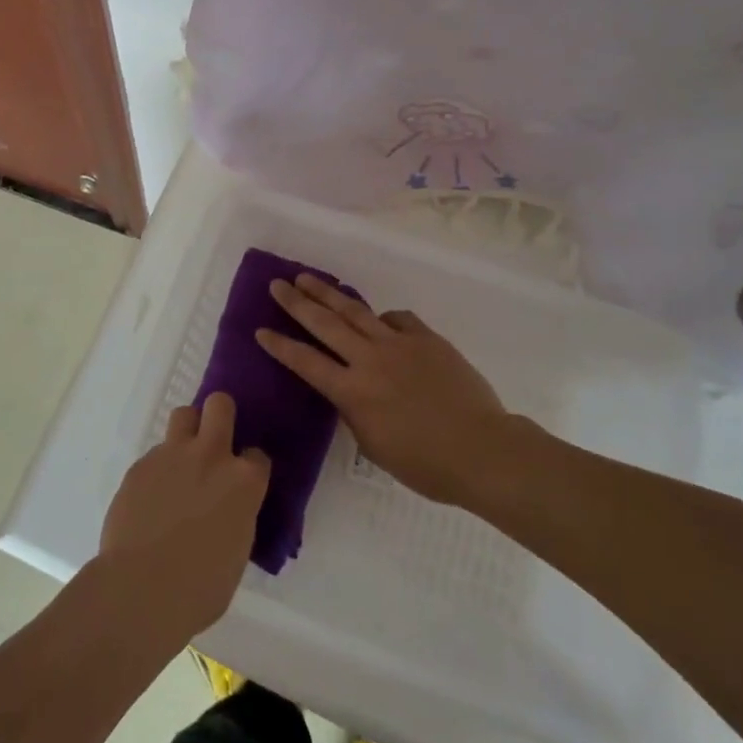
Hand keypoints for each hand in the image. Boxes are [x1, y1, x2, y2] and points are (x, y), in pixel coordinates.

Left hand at [98, 393, 269, 644]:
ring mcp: (172, 455)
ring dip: (187, 433)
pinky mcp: (140, 464)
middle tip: (214, 442)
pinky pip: (155, 453)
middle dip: (220, 415)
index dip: (250, 467)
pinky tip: (151, 499)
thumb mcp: (237, 552)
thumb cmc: (199, 588)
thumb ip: (236, 516)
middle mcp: (211, 456)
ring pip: (183, 415)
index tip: (242, 483)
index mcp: (244, 482)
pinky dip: (158, 469)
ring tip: (181, 464)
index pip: (258, 456)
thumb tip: (225, 510)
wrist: (140, 590)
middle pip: (220, 405)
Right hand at [258, 275, 520, 506]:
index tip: (260, 330)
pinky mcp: (427, 338)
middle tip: (277, 285)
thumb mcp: (374, 446)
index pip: (305, 362)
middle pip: (325, 324)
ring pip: (356, 311)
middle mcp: (369, 360)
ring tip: (307, 278)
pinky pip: (398, 319)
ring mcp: (399, 344)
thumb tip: (349, 390)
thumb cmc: (425, 463)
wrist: (482, 450)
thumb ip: (354, 412)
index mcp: (353, 392)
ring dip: (328, 293)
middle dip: (296, 303)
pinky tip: (379, 319)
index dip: (280, 346)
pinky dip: (383, 318)